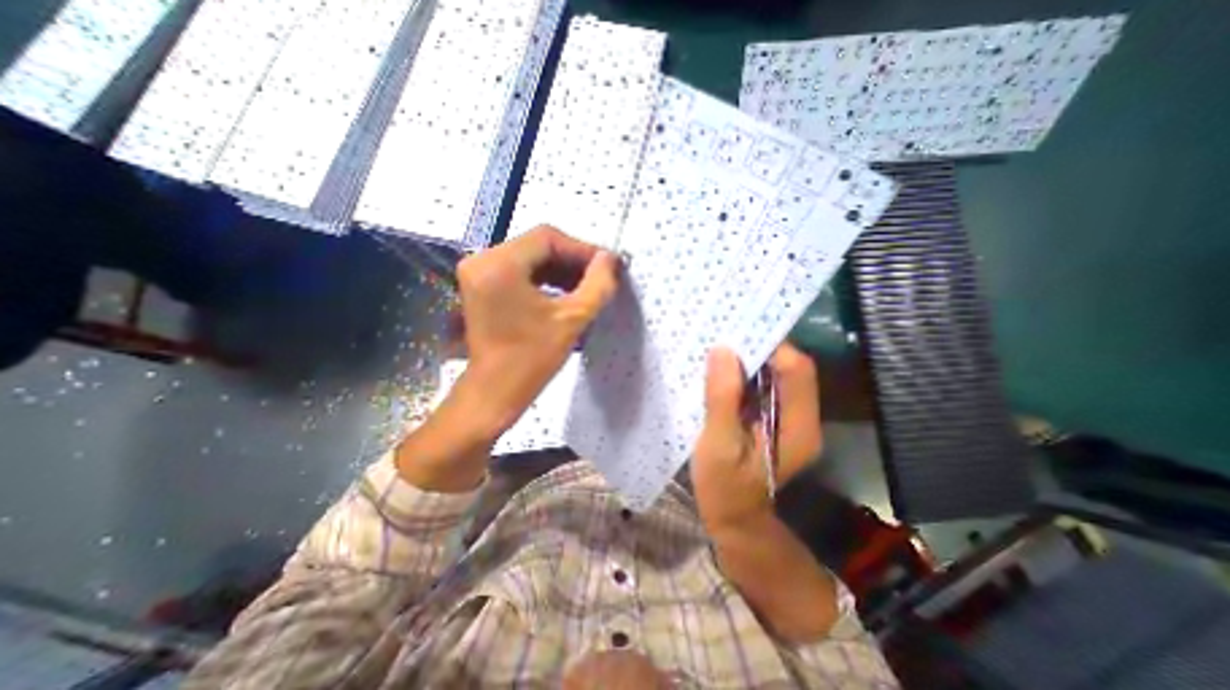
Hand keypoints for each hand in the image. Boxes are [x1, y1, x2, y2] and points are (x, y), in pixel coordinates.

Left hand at [400, 225, 619, 488]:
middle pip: (538, 246)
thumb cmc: (532, 359)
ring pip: (530, 257)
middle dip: (573, 260)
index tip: (607, 265)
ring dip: (561, 269)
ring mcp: (478, 272)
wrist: (495, 392)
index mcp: (500, 264)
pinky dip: (545, 278)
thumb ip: (598, 284)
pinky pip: (520, 271)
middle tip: (601, 276)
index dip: (582, 249)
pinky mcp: (482, 286)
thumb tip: (610, 259)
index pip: (548, 238)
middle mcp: (482, 259)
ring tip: (588, 286)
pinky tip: (566, 292)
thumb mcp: (573, 319)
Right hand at [690, 346, 825, 533]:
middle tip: (725, 335)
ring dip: (751, 359)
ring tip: (721, 348)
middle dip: (760, 348)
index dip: (772, 347)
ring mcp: (789, 418)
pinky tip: (723, 370)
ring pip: (776, 374)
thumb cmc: (724, 488)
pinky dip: (746, 373)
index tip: (737, 334)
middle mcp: (802, 417)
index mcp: (798, 426)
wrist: (733, 519)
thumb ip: (722, 398)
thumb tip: (723, 351)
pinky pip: (764, 385)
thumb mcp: (719, 444)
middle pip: (790, 368)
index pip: (797, 370)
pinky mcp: (772, 418)